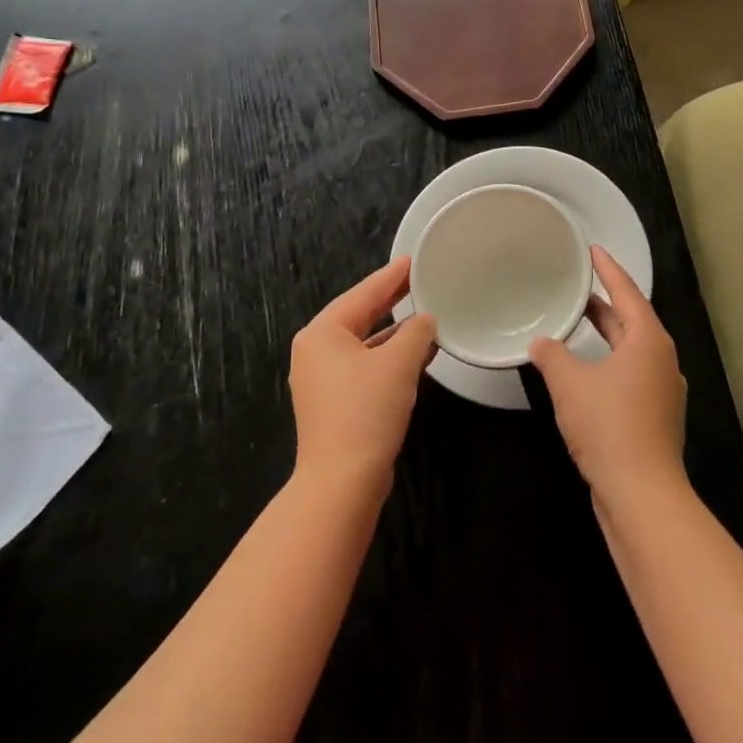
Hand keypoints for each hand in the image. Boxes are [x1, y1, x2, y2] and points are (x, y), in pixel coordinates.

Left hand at [289, 257, 436, 494]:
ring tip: (426, 316)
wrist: (341, 482)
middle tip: (419, 281)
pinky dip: (389, 358)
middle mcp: (315, 352)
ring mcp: (322, 380)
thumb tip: (425, 320)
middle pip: (359, 316)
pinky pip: (364, 366)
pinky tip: (416, 355)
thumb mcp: (399, 363)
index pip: (363, 294)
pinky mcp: (334, 404)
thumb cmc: (366, 411)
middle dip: (391, 301)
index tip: (412, 260)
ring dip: (394, 332)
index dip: (391, 277)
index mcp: (323, 333)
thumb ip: (416, 332)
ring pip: (364, 343)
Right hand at [529, 246, 686, 499]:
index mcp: (649, 341)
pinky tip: (588, 371)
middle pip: (632, 320)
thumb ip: (552, 356)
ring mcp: (663, 390)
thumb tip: (539, 342)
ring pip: (632, 349)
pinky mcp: (657, 416)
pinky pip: (633, 373)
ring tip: (579, 321)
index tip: (593, 250)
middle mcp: (662, 359)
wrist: (642, 494)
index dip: (608, 269)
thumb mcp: (570, 385)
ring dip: (608, 334)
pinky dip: (611, 361)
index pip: (627, 292)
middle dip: (606, 303)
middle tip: (579, 285)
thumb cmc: (608, 426)